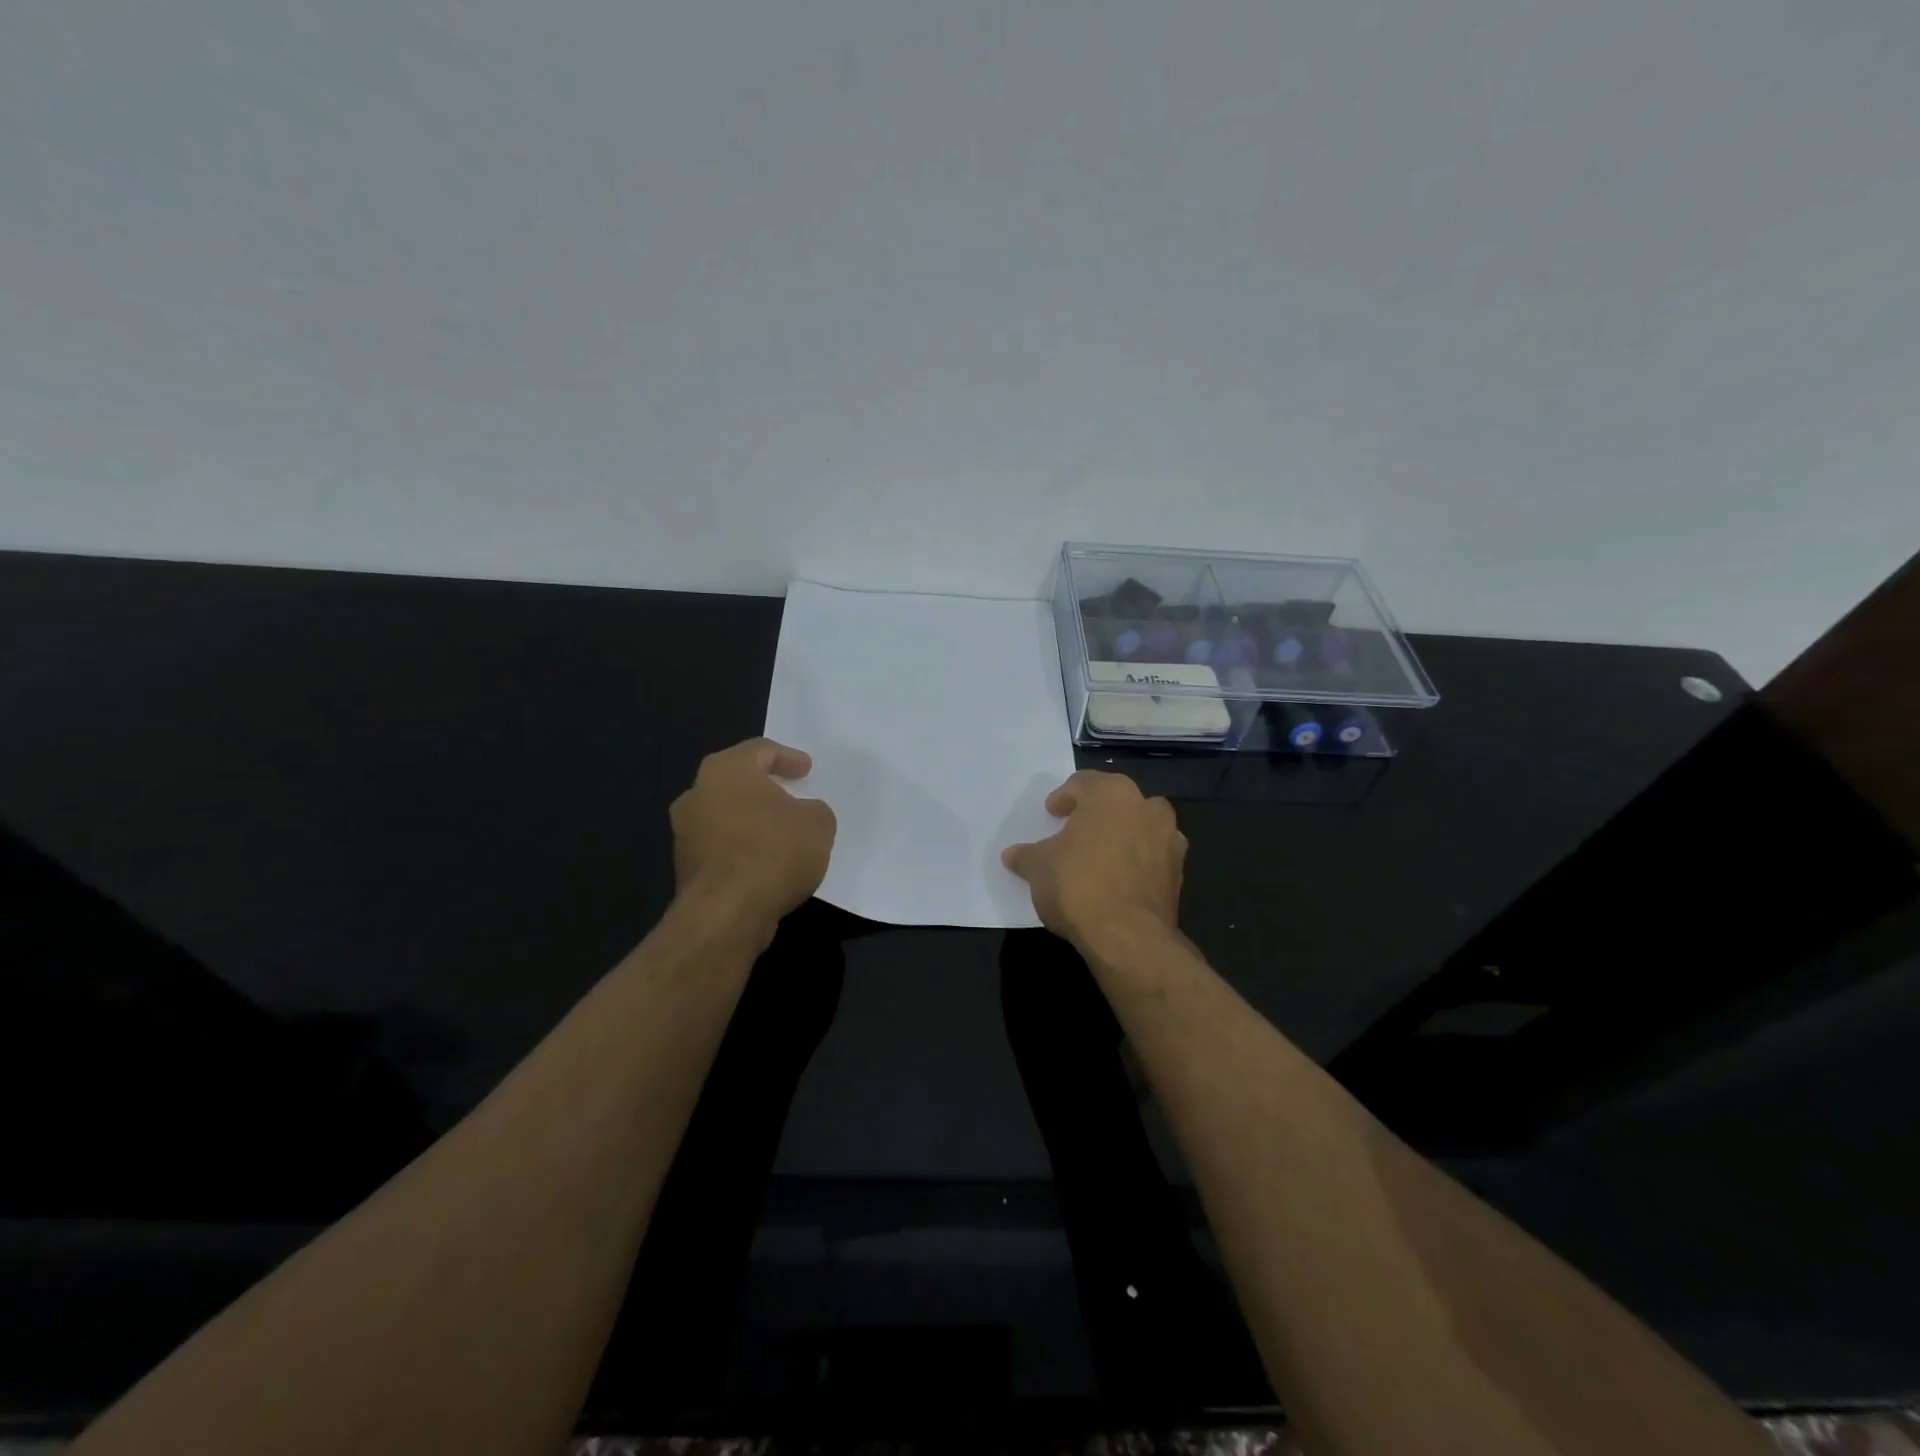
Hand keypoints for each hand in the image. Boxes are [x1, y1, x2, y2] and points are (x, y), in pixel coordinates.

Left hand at [670, 737, 835, 927]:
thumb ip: (814, 809)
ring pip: (726, 814)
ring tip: (782, 833)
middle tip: (791, 794)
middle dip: (764, 787)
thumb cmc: (774, 852)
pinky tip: (766, 862)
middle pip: (736, 781)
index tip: (806, 769)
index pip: (759, 750)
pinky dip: (742, 848)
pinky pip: (721, 846)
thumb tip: (802, 815)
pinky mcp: (685, 867)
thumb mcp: (818, 823)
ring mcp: (685, 832)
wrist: (727, 913)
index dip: (787, 757)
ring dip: (751, 820)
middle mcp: (697, 793)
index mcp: (726, 770)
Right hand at [1001, 770, 1184, 949]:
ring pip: (1141, 827)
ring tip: (1099, 857)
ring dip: (1122, 836)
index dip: (1064, 797)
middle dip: (1097, 813)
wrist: (1127, 936)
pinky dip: (1137, 863)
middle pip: (1117, 801)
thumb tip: (1012, 855)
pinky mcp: (1179, 874)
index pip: (1084, 783)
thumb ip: (1027, 856)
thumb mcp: (1039, 867)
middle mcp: (1146, 807)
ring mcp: (1169, 840)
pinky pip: (1152, 858)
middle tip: (1075, 831)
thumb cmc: (1077, 884)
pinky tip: (1117, 882)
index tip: (1051, 814)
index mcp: (1112, 793)